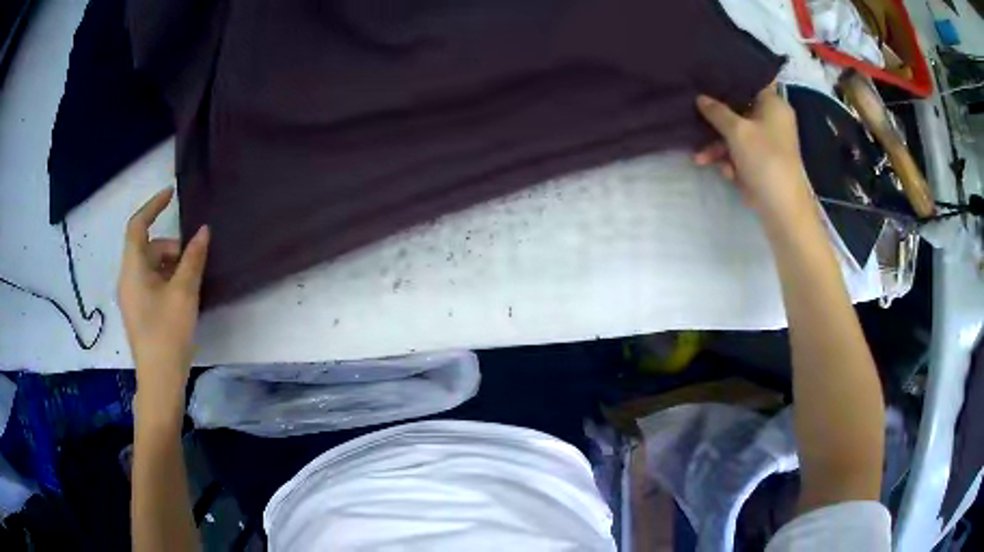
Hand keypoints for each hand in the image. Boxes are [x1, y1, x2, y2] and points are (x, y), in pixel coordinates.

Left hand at [118, 189, 208, 414]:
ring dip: (170, 265)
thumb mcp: (184, 293)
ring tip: (191, 281)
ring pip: (150, 267)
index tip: (172, 194)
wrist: (160, 380)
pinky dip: (166, 279)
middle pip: (146, 248)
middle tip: (193, 259)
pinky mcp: (139, 311)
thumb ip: (193, 258)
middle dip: (170, 246)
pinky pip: (151, 283)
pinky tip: (182, 295)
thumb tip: (203, 231)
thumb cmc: (168, 333)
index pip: (138, 226)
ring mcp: (132, 297)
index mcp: (132, 270)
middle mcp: (127, 279)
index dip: (153, 206)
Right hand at [694, 84, 816, 230]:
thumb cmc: (764, 160)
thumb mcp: (736, 131)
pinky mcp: (764, 162)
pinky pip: (743, 153)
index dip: (728, 80)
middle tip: (695, 121)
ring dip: (719, 147)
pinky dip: (732, 161)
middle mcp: (774, 120)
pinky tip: (727, 173)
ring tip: (700, 158)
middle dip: (717, 122)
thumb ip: (716, 111)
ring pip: (737, 134)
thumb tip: (700, 98)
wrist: (782, 209)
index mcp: (774, 105)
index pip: (750, 82)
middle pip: (740, 110)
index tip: (706, 80)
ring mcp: (769, 143)